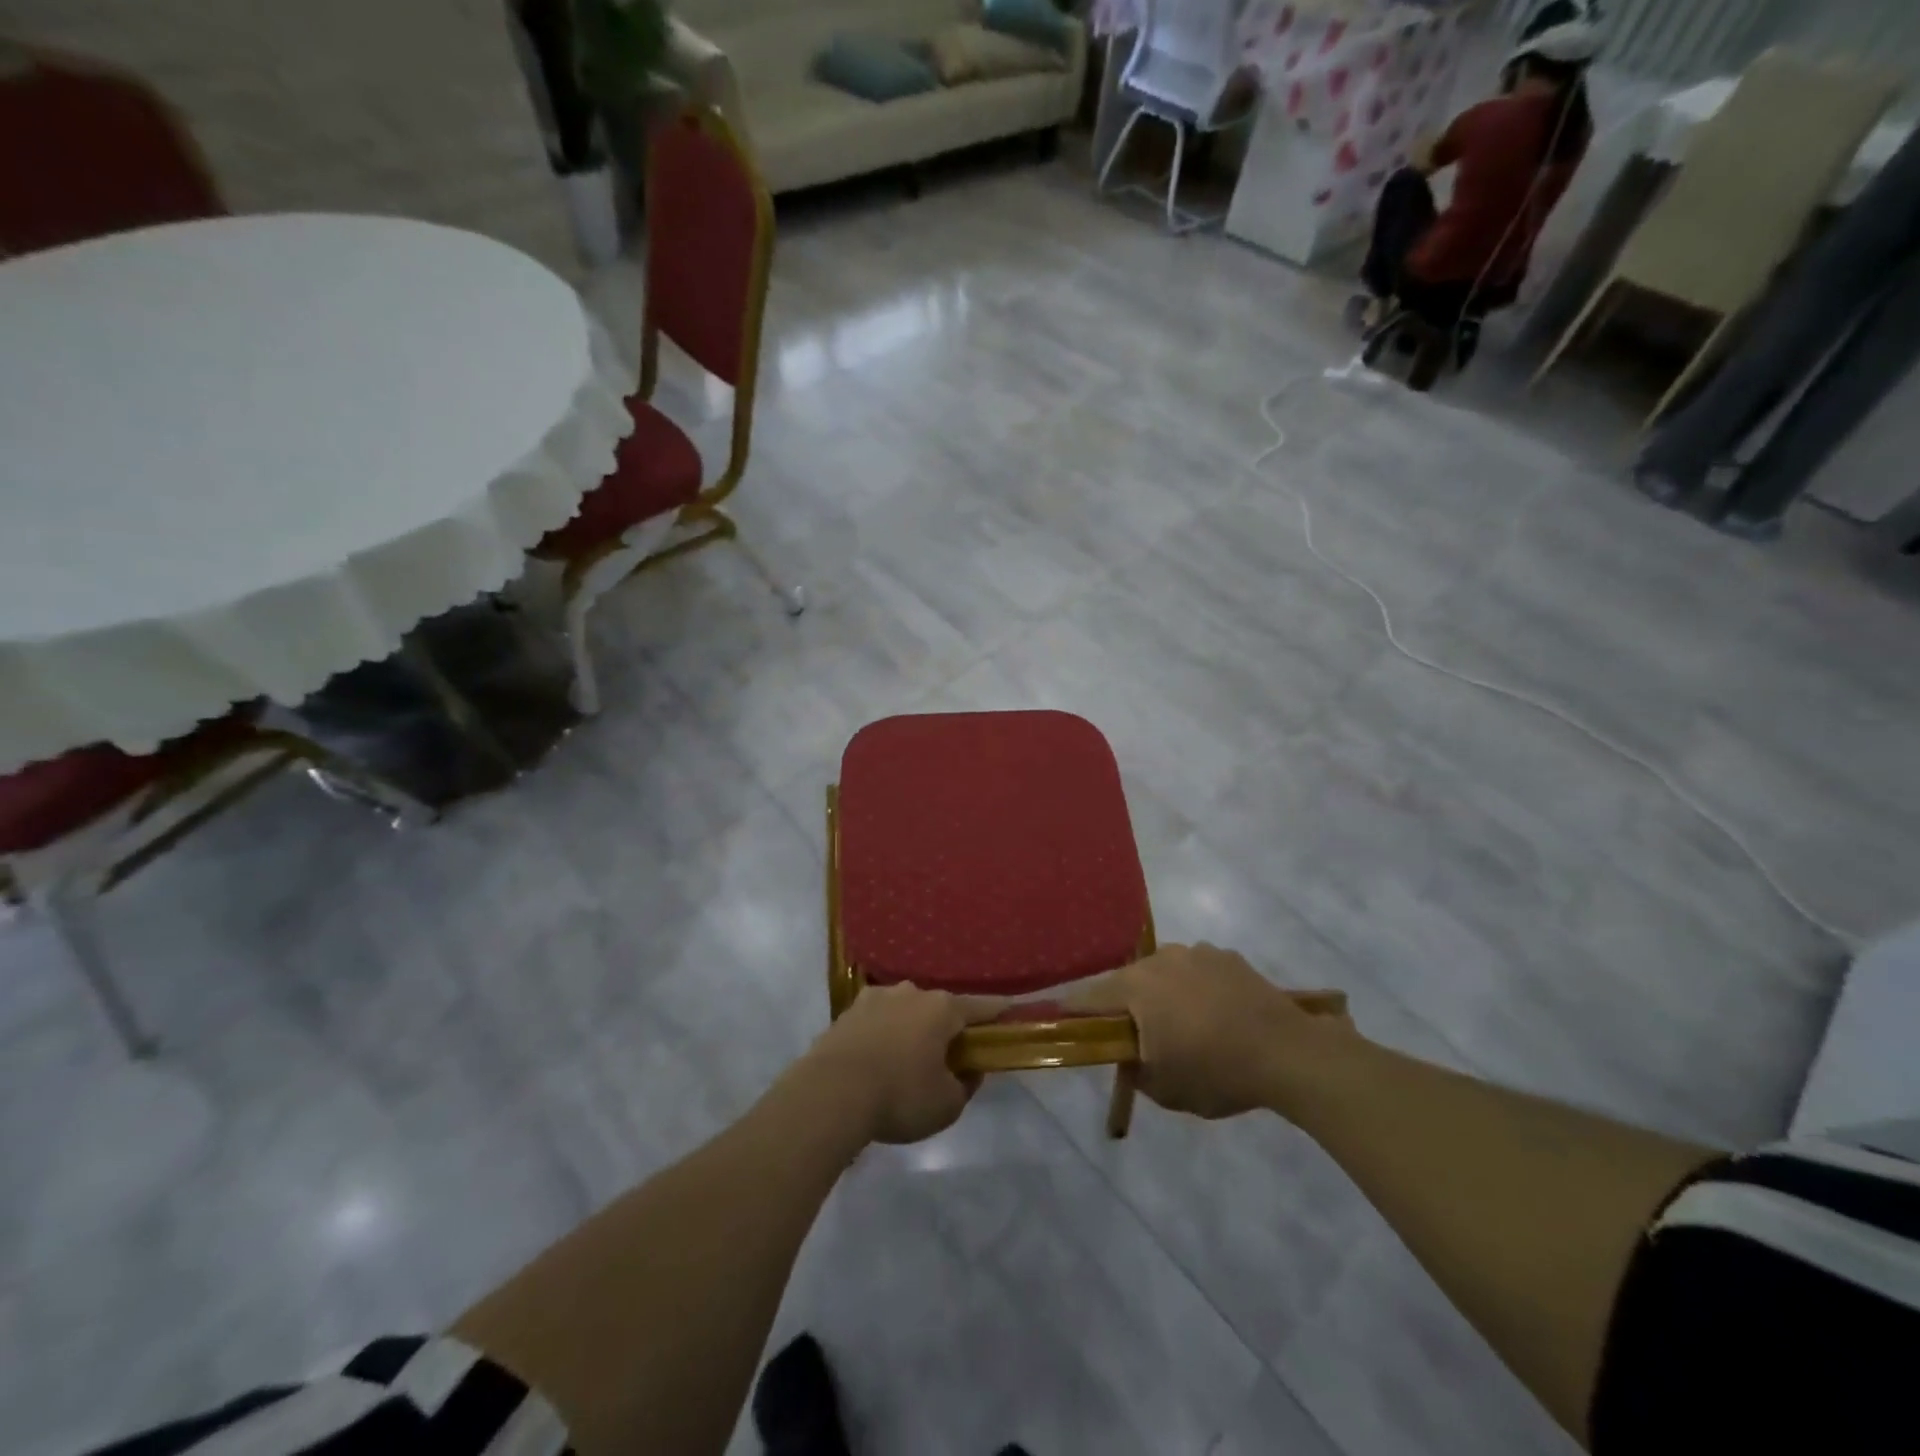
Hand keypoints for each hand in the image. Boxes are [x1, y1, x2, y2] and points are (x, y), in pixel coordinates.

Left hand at [800, 984, 1005, 1144]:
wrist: (830, 1093)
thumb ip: (965, 1086)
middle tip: (948, 1055)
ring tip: (906, 1059)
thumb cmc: (899, 1095)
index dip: (997, 1012)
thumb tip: (967, 1071)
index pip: (980, 1007)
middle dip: (945, 1028)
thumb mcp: (947, 1105)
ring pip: (904, 1011)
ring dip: (910, 1029)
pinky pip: (876, 1022)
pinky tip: (877, 1059)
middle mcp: (911, 993)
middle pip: (938, 1008)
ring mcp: (875, 998)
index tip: (1010, 1012)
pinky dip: (882, 1036)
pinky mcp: (847, 1012)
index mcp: (942, 1009)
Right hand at [1071, 943, 1360, 1120]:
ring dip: (1162, 995)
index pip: (1086, 998)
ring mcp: (1195, 952)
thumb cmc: (1216, 1072)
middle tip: (1137, 1038)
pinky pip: (1196, 971)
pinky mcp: (1226, 955)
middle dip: (1125, 1008)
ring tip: (1185, 1028)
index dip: (1074, 1016)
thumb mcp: (1163, 1088)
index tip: (1070, 1029)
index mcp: (1134, 987)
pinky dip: (1196, 989)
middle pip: (1126, 982)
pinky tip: (1217, 1016)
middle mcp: (1158, 959)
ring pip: (1162, 974)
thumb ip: (1133, 1069)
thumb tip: (1129, 1055)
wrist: (1289, 1053)